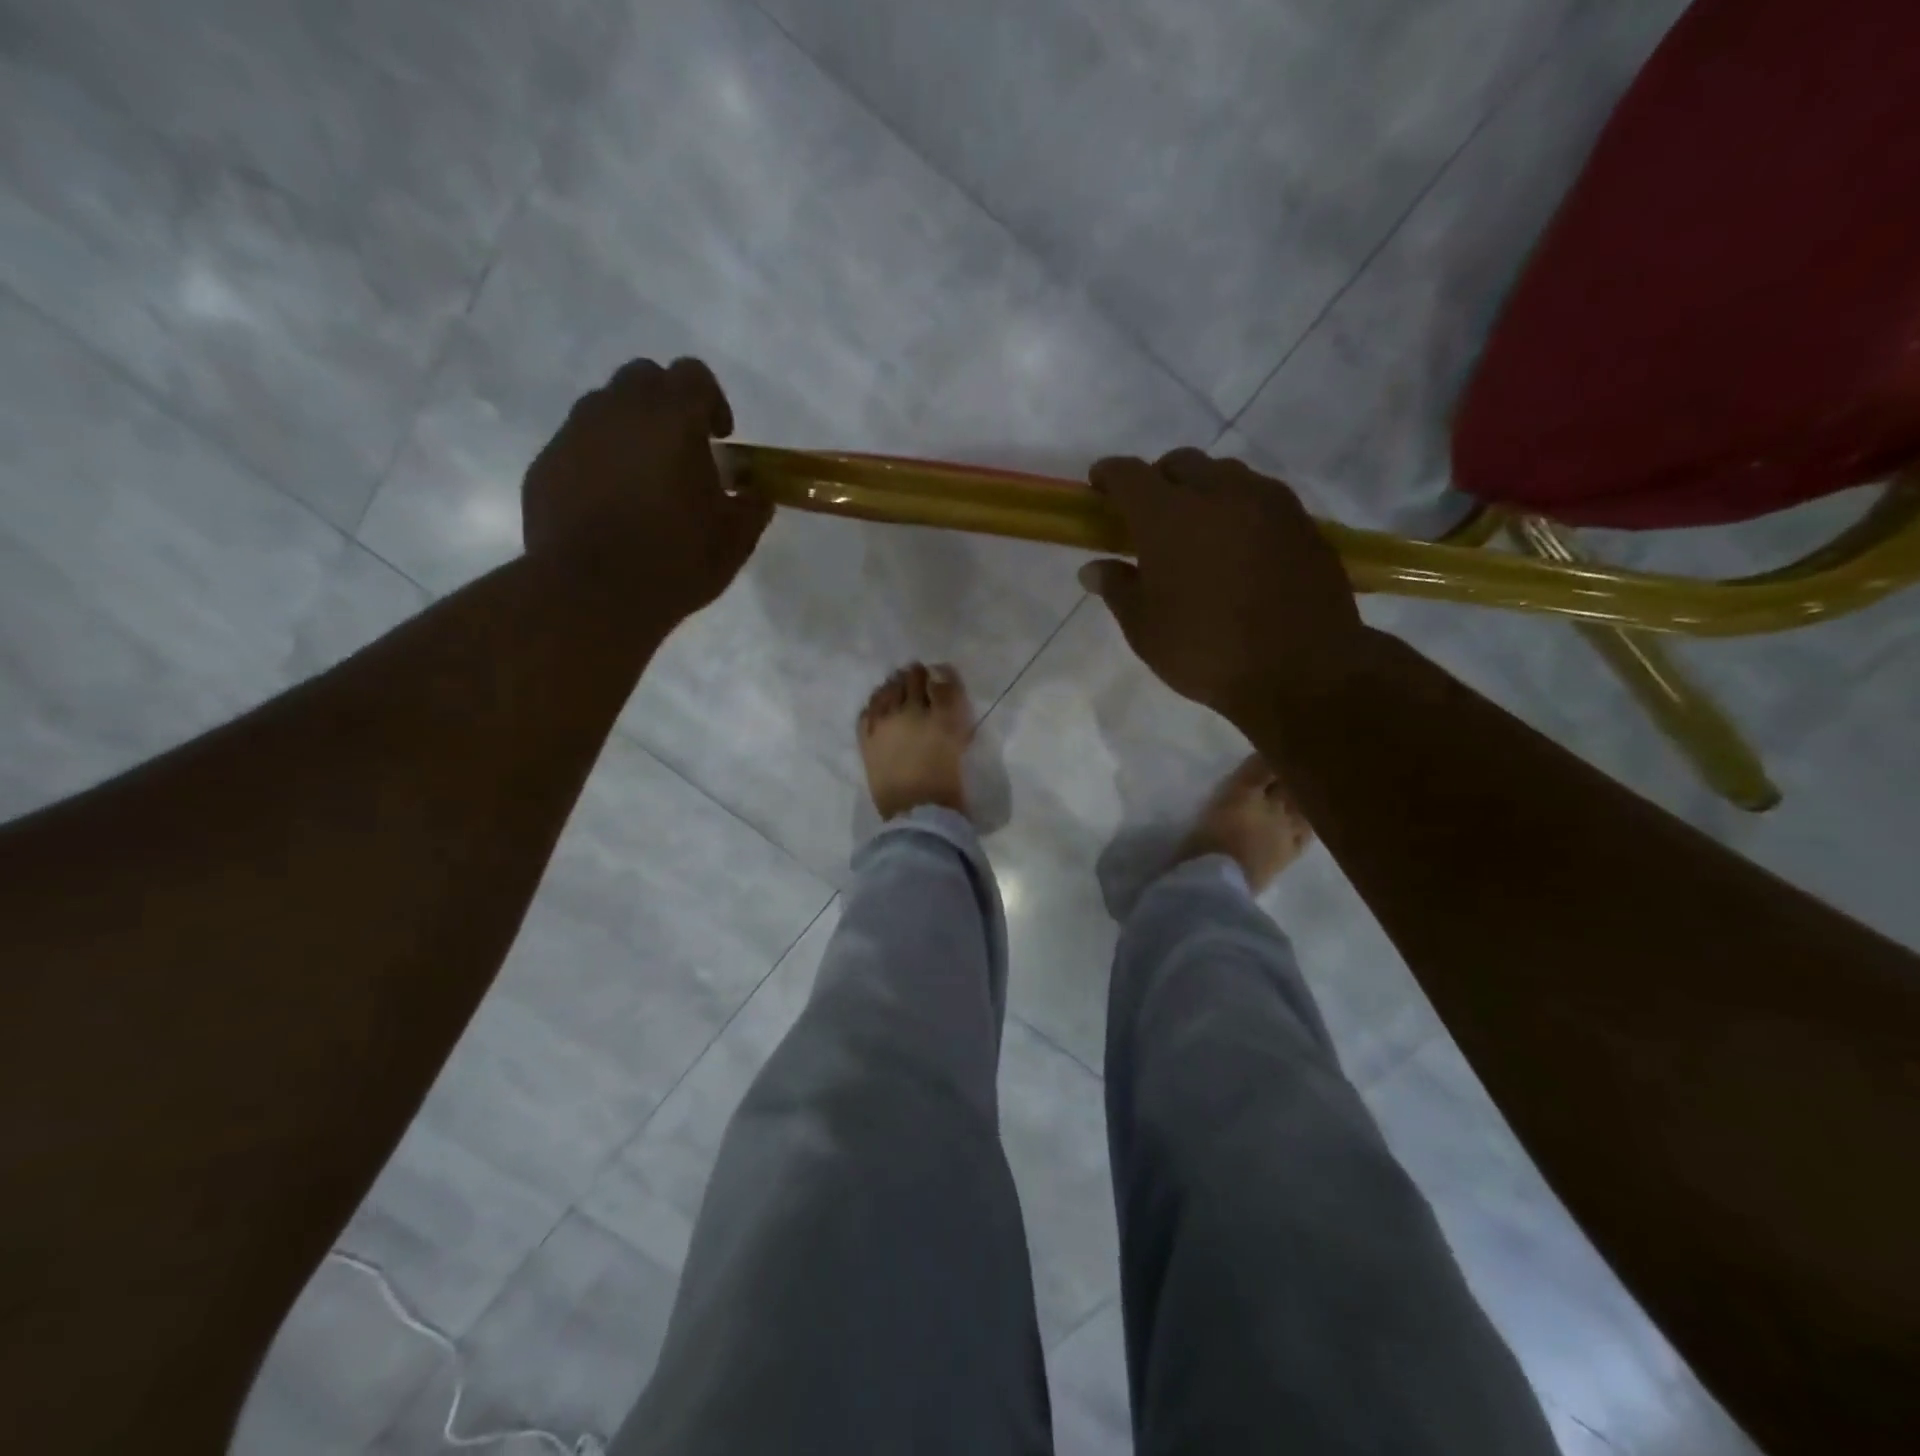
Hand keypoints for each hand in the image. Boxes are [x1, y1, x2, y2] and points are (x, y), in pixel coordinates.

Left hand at [523, 357, 771, 620]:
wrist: (592, 594)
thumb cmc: (675, 562)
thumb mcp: (734, 541)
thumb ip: (751, 507)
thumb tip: (756, 495)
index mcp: (672, 419)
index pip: (694, 375)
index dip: (712, 401)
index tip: (720, 439)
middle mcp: (618, 410)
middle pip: (644, 377)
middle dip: (666, 404)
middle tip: (681, 452)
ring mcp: (574, 433)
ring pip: (606, 407)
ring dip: (630, 429)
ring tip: (643, 480)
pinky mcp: (545, 463)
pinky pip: (578, 445)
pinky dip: (598, 460)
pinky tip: (610, 505)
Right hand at [1078, 449, 1370, 722]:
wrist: (1302, 670)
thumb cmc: (1206, 651)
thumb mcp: (1145, 628)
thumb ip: (1117, 588)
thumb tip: (1094, 568)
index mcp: (1168, 516)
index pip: (1129, 474)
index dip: (1108, 475)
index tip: (1098, 487)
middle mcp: (1218, 493)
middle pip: (1181, 462)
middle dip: (1158, 478)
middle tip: (1149, 514)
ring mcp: (1267, 502)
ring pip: (1225, 474)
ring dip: (1202, 488)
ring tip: (1198, 528)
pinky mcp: (1302, 521)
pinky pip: (1260, 496)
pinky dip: (1238, 508)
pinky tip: (1238, 545)